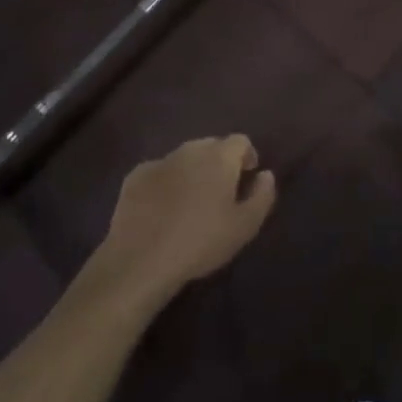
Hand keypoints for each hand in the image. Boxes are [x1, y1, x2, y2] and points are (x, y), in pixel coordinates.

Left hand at [91, 135, 276, 307]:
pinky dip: (166, 182)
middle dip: (219, 163)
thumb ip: (262, 195)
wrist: (141, 259)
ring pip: (184, 157)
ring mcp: (160, 160)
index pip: (241, 141)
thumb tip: (266, 175)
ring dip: (192, 171)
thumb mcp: (245, 227)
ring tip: (191, 202)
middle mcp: (190, 149)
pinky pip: (159, 172)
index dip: (247, 157)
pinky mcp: (135, 176)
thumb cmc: (201, 242)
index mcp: (219, 157)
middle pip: (211, 146)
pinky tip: (162, 209)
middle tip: (220, 193)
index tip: (247, 179)